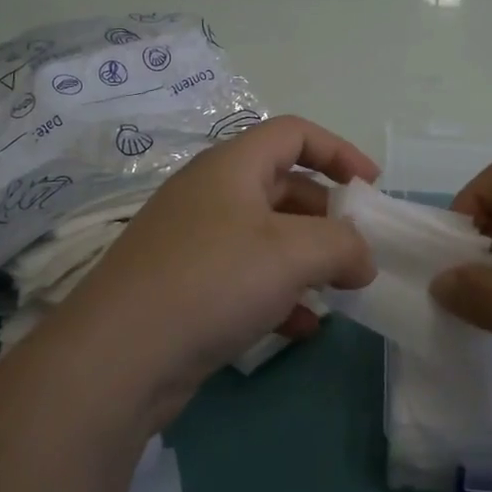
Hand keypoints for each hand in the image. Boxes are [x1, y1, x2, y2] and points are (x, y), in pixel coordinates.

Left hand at [54, 115, 378, 427]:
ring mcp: (194, 242)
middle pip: (283, 186)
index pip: (293, 134)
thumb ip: (343, 244)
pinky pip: (246, 278)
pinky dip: (280, 294)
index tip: (373, 186)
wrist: (118, 357)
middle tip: (360, 248)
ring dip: (308, 259)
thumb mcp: (293, 253)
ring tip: (341, 288)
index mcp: (231, 166)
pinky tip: (304, 327)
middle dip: (328, 215)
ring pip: (267, 237)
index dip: (338, 151)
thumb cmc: (213, 280)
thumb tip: (363, 257)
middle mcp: (211, 195)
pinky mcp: (186, 288)